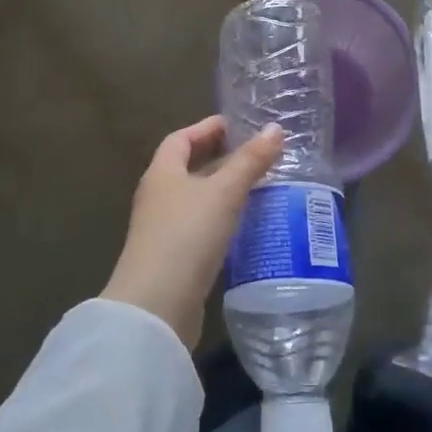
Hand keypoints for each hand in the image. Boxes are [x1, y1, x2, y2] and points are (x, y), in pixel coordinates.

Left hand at [102, 116, 285, 348]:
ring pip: (197, 199)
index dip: (207, 128)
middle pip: (188, 168)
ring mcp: (163, 229)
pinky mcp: (174, 258)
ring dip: (223, 191)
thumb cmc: (187, 236)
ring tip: (259, 187)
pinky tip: (246, 226)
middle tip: (256, 155)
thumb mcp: (224, 193)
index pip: (181, 139)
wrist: (156, 306)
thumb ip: (250, 161)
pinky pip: (201, 227)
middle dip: (219, 159)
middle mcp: (158, 196)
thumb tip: (275, 129)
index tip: (237, 125)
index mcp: (162, 173)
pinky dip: (222, 219)